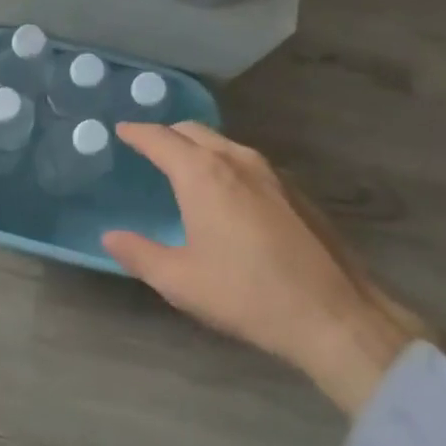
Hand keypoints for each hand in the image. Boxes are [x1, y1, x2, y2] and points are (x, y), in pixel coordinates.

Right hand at [104, 122, 442, 416]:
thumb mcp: (180, 281)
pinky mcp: (294, 189)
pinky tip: (226, 192)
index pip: (159, 138)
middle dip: (166, 134)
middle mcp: (235, 159)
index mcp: (202, 174)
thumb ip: (139, 253)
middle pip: (192, 131)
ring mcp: (270, 172)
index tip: (121, 130)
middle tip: (148, 148)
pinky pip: (246, 160)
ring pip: (222, 143)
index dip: (136, 132)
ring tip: (183, 167)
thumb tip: (111, 236)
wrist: (334, 314)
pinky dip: (224, 162)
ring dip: (197, 146)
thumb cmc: (247, 294)